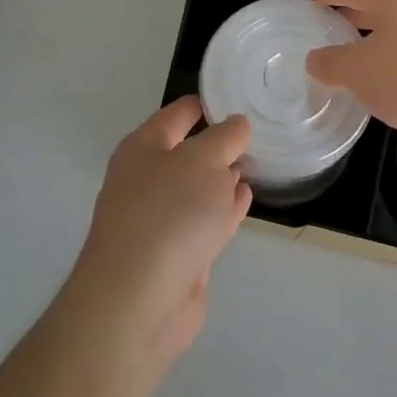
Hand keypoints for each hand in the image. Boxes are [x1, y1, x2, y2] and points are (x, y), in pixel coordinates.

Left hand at [69, 97, 251, 363]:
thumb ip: (226, 137)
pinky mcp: (178, 253)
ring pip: (198, 187)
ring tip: (256, 161)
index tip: (241, 96)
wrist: (139, 300)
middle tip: (258, 130)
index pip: (179, 113)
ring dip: (224, 176)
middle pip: (189, 150)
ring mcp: (161, 218)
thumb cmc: (169, 213)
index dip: (208, 102)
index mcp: (144, 147)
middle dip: (220, 142)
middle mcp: (148, 178)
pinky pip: (206, 219)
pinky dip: (226, 207)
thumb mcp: (204, 160)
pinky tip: (245, 197)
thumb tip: (237, 125)